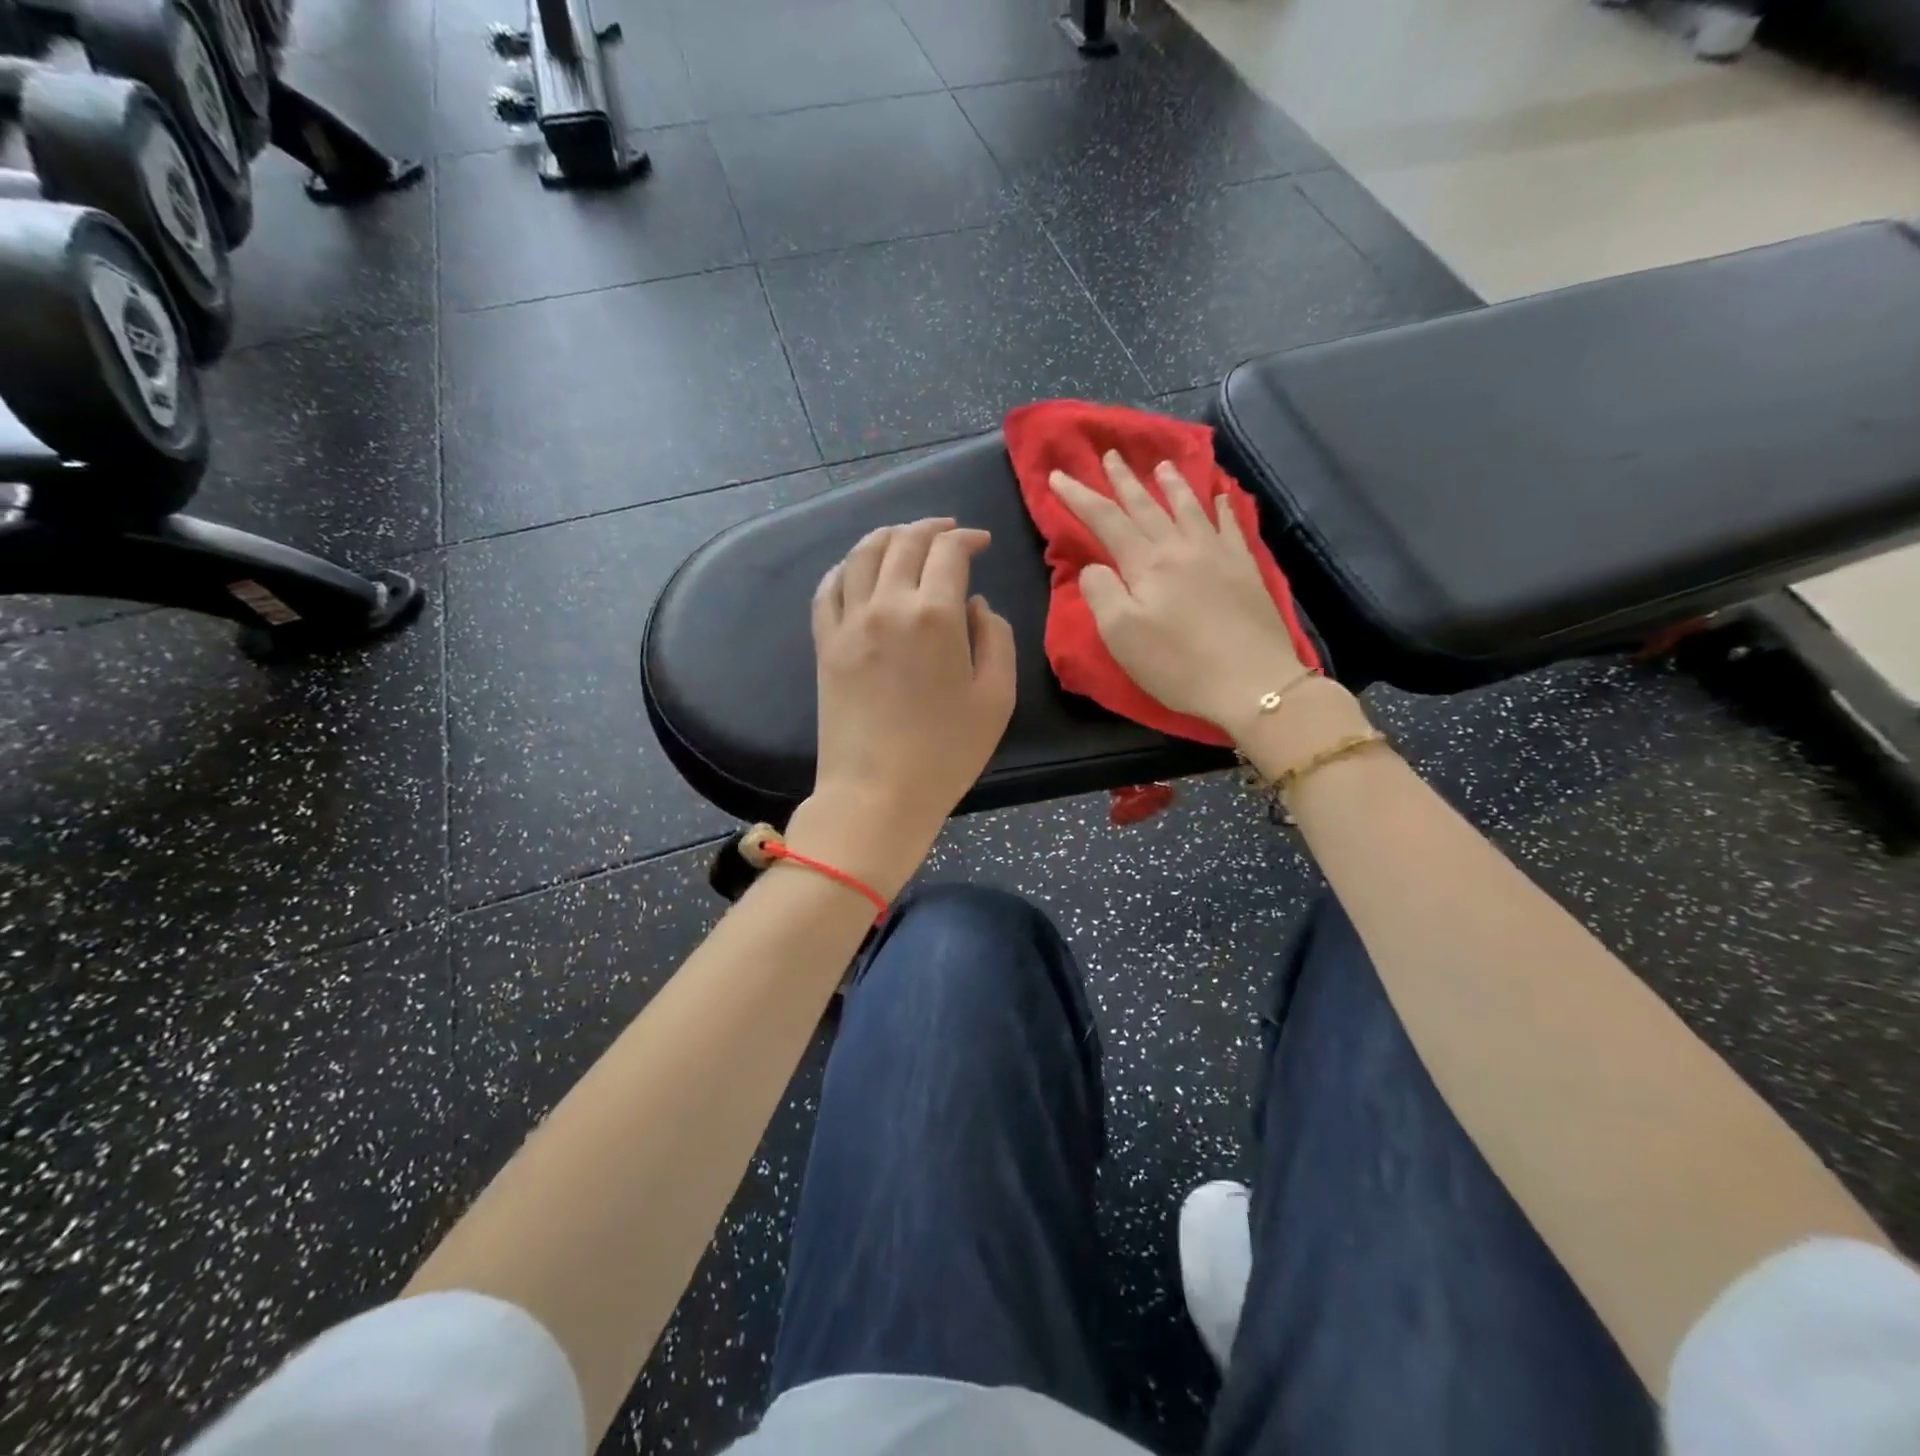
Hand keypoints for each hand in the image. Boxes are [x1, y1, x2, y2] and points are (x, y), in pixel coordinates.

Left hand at [790, 518, 1015, 896]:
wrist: (877, 794)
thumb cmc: (946, 753)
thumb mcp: (997, 698)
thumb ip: (996, 638)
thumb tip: (975, 605)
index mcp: (935, 615)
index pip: (948, 551)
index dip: (967, 538)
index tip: (981, 543)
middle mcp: (887, 605)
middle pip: (904, 542)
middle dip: (931, 528)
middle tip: (948, 532)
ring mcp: (849, 623)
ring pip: (862, 554)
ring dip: (888, 536)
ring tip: (905, 537)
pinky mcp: (825, 644)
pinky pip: (828, 588)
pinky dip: (846, 567)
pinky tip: (859, 569)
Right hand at [1048, 451, 1308, 737]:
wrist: (1251, 682)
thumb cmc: (1177, 664)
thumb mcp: (1121, 635)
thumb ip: (1101, 593)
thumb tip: (1094, 567)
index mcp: (1146, 563)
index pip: (1106, 520)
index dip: (1079, 497)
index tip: (1058, 476)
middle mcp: (1181, 547)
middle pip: (1146, 506)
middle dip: (1123, 480)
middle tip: (1110, 454)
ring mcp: (1218, 554)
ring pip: (1189, 508)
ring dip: (1171, 485)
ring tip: (1162, 465)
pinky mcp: (1245, 569)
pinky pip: (1231, 526)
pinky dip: (1222, 507)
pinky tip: (1220, 497)